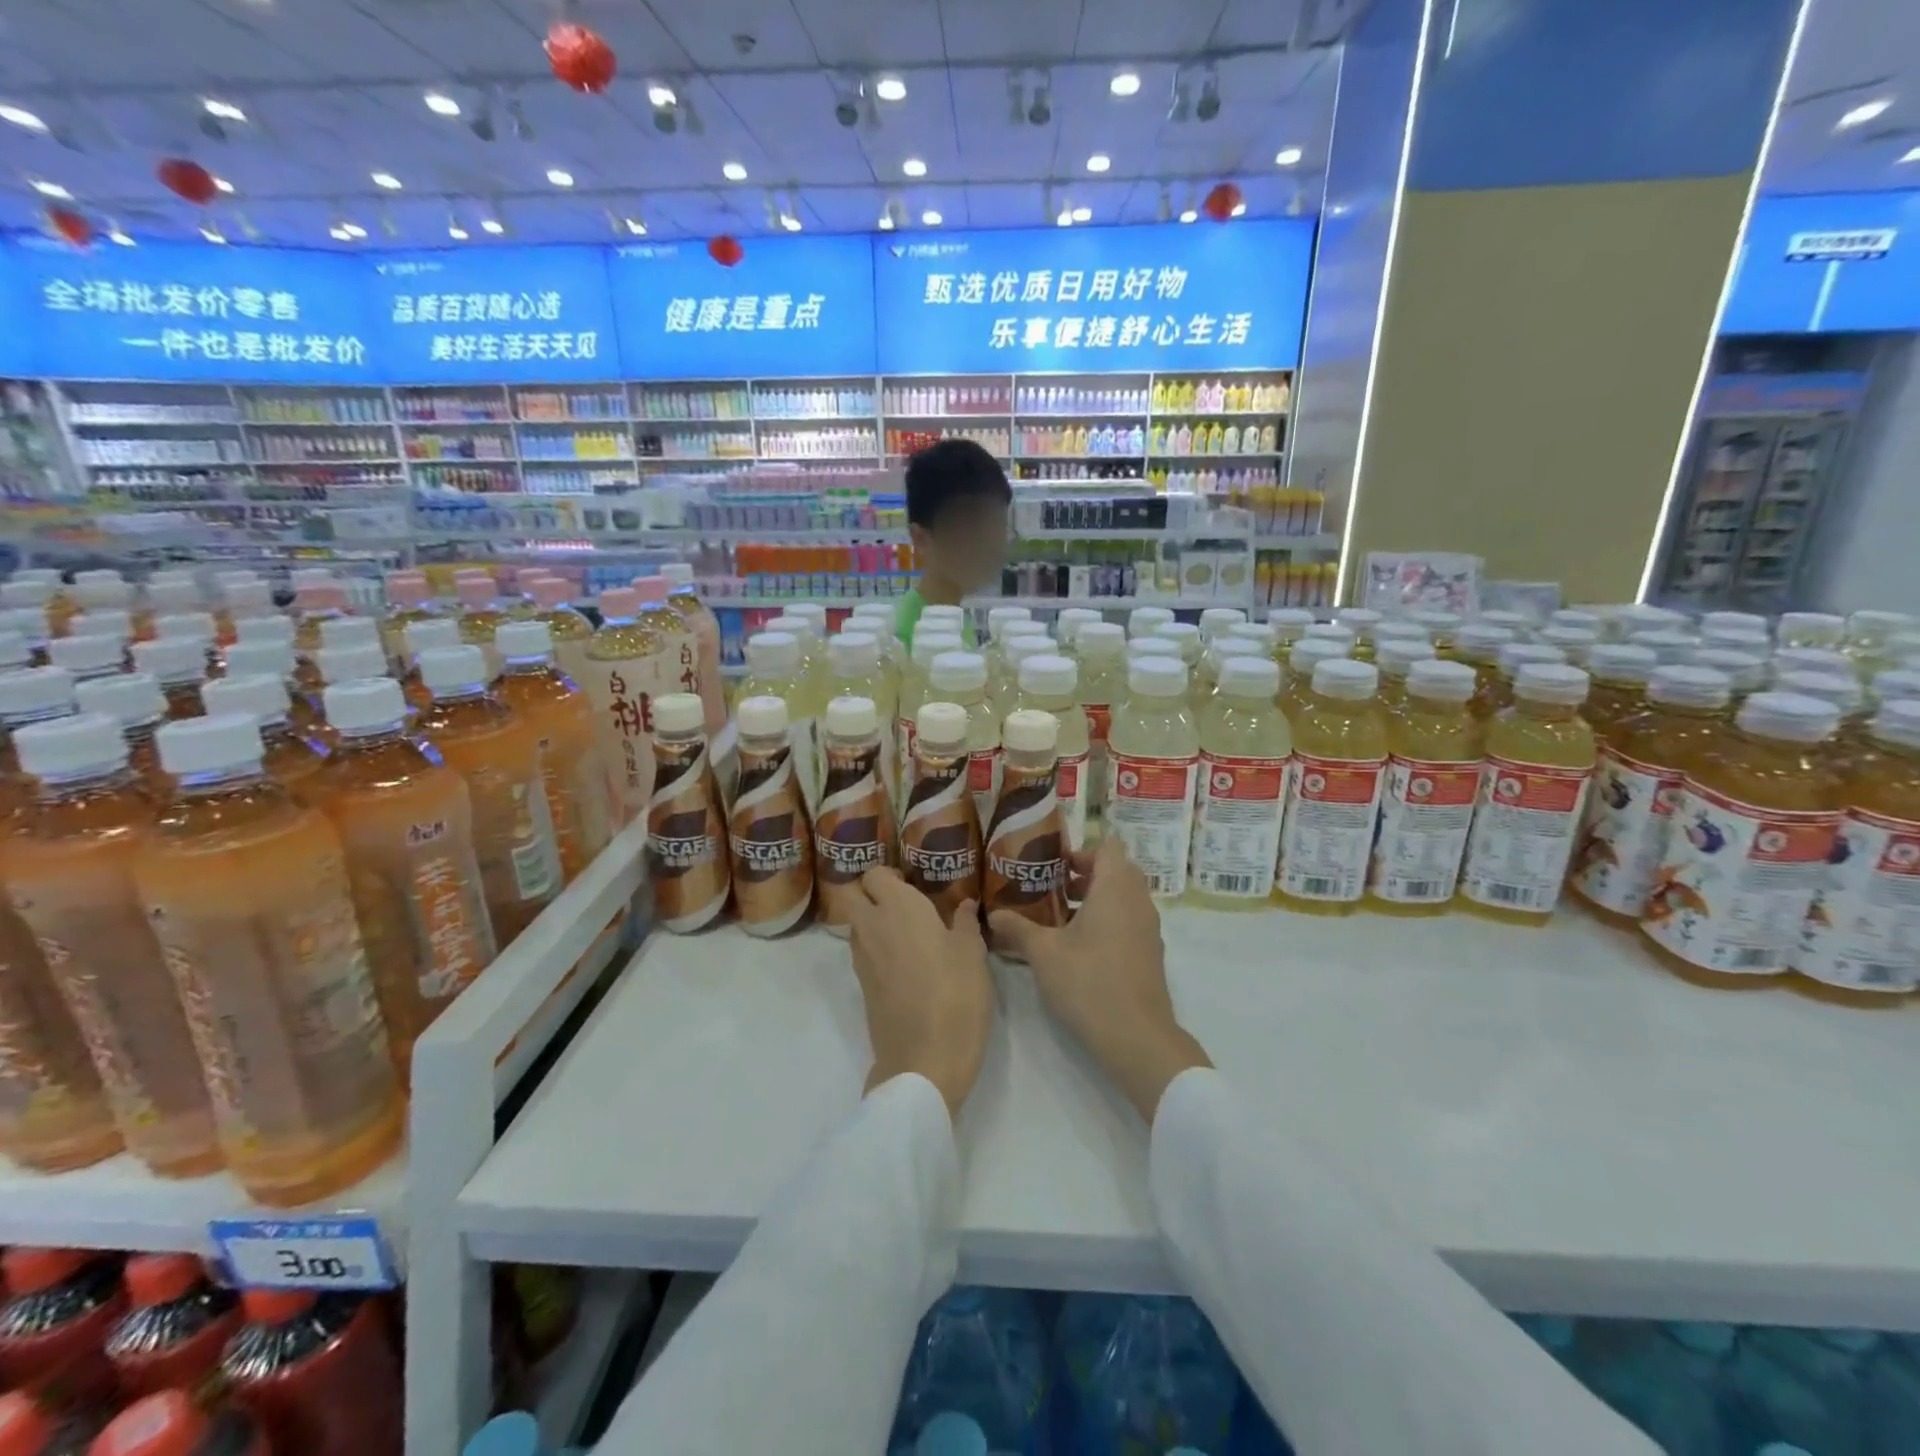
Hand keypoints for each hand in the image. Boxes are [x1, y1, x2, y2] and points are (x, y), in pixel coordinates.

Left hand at [845, 867, 993, 1119]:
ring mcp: (862, 959)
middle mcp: (872, 926)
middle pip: (854, 895)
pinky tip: (907, 963)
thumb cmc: (955, 995)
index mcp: (899, 908)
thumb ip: (966, 923)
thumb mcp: (972, 954)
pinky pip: (863, 953)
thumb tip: (965, 904)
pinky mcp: (862, 987)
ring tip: (909, 934)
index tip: (912, 882)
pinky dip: (877, 949)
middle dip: (872, 894)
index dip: (890, 874)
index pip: (875, 874)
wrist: (924, 1060)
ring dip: (874, 922)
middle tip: (905, 905)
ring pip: (857, 925)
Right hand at [988, 836, 1210, 1121]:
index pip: (1109, 848)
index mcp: (1115, 889)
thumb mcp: (1043, 953)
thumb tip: (993, 915)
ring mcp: (1149, 928)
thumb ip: (1018, 928)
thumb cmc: (1088, 983)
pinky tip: (1082, 947)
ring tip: (1063, 919)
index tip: (1056, 867)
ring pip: (1126, 897)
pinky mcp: (1151, 953)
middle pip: (1118, 870)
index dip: (1083, 851)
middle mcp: (1138, 901)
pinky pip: (1131, 920)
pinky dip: (1110, 920)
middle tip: (1056, 890)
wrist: (1136, 1036)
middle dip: (1088, 874)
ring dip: (1099, 898)